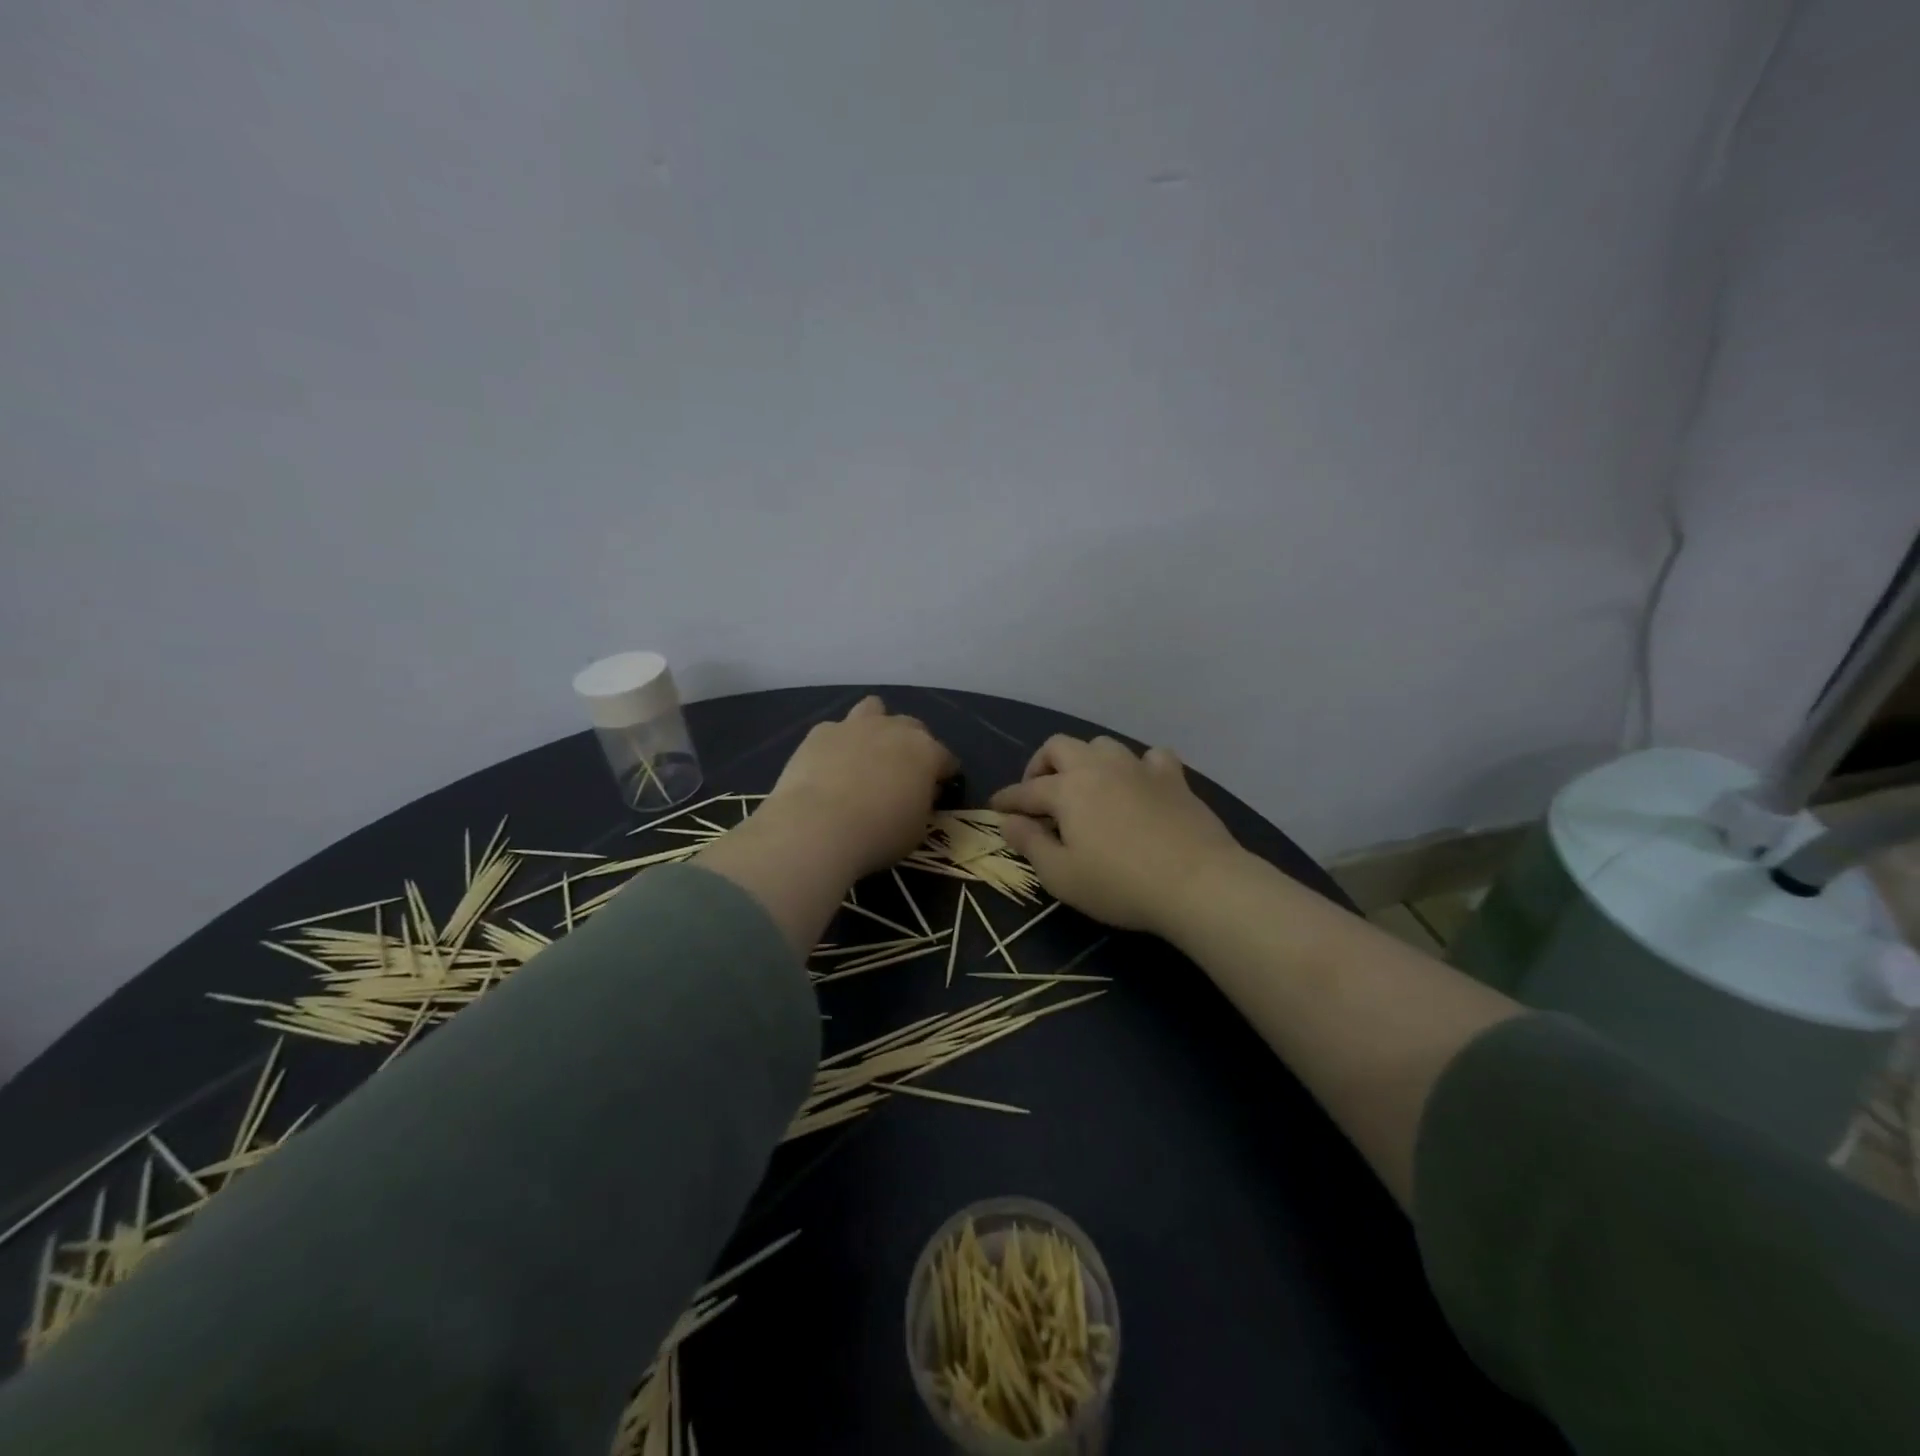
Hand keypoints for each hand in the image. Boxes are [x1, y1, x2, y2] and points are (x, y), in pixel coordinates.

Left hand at [763, 696, 959, 879]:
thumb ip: (922, 804)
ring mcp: (855, 726)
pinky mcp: (820, 732)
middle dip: (911, 745)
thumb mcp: (917, 829)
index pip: (946, 759)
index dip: (944, 775)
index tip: (938, 792)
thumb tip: (917, 793)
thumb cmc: (878, 834)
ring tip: (866, 753)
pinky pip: (835, 729)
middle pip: (912, 727)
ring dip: (875, 725)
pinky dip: (837, 743)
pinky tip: (830, 765)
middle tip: (901, 773)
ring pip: (873, 709)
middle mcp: (894, 729)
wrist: (818, 826)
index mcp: (926, 752)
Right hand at [988, 735, 1243, 937]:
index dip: (1007, 800)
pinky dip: (1138, 767)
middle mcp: (1099, 767)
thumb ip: (1029, 844)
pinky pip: (1150, 757)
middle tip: (1039, 794)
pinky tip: (1139, 785)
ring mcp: (1139, 768)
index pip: (1026, 790)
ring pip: (1102, 745)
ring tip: (1086, 787)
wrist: (1197, 882)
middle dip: (1041, 765)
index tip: (995, 808)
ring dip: (1086, 760)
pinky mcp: (1173, 778)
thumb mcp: (1061, 875)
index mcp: (1067, 789)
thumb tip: (1008, 821)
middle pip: (1059, 747)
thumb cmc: (1119, 884)